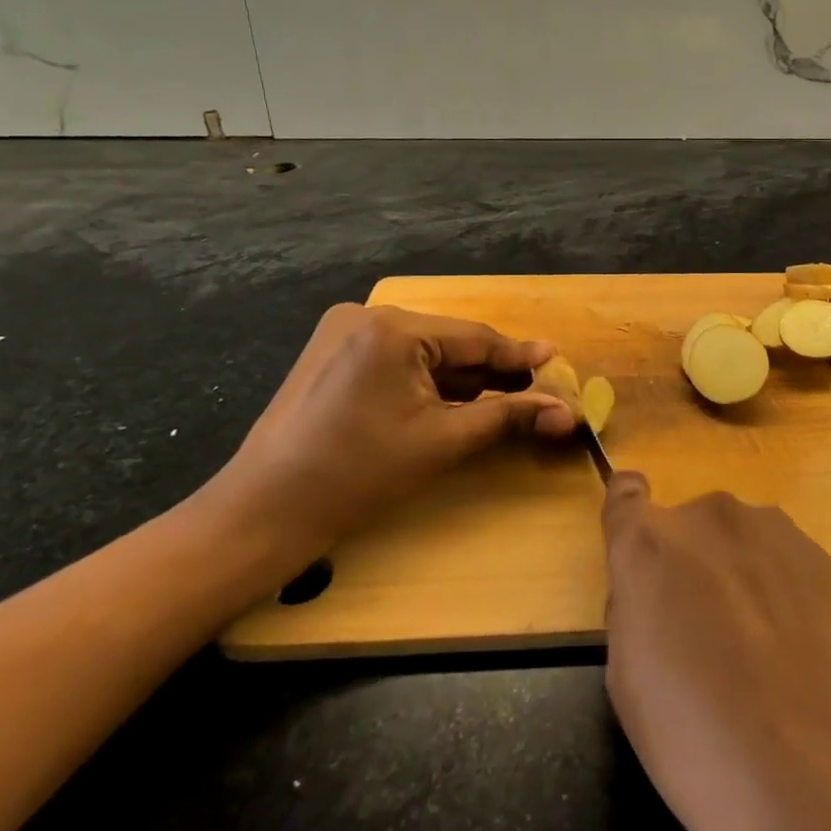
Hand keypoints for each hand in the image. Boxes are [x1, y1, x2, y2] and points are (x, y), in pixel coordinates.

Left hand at [196, 304, 575, 566]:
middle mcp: (367, 316)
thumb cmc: (358, 476)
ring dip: (460, 378)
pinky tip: (451, 403)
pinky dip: (427, 381)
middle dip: (490, 371)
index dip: (520, 356)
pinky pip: (397, 360)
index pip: (475, 339)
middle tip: (533, 391)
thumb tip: (567, 412)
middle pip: (450, 343)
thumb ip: (508, 416)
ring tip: (501, 400)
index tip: (557, 362)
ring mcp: (343, 333)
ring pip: (424, 352)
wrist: (263, 514)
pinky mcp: (331, 355)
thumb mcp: (443, 442)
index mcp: (393, 328)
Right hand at [600, 475, 830, 830]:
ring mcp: (771, 529)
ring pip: (737, 540)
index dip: (628, 514)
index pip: (624, 495)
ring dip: (737, 572)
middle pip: (687, 527)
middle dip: (689, 565)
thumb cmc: (697, 742)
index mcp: (648, 544)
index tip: (638, 546)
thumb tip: (652, 589)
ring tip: (758, 648)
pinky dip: (779, 587)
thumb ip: (632, 608)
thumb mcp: (627, 682)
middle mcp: (708, 517)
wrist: (818, 778)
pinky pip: (781, 559)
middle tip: (705, 635)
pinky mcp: (819, 553)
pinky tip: (795, 649)